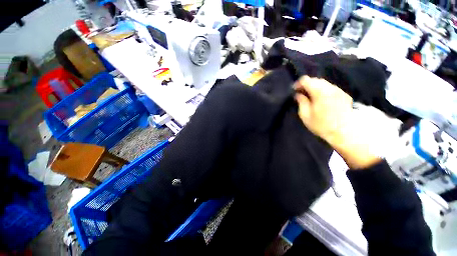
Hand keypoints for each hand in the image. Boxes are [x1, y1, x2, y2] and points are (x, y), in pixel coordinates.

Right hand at [294, 76, 380, 169]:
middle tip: (301, 94)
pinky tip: (321, 98)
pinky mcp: (344, 94)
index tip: (294, 90)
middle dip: (306, 85)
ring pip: (324, 83)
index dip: (298, 84)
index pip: (306, 80)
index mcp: (319, 92)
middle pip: (315, 79)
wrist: (344, 132)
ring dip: (315, 87)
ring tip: (310, 96)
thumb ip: (301, 102)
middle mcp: (330, 88)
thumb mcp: (305, 115)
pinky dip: (323, 89)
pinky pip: (330, 87)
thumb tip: (298, 94)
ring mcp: (339, 90)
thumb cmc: (321, 125)